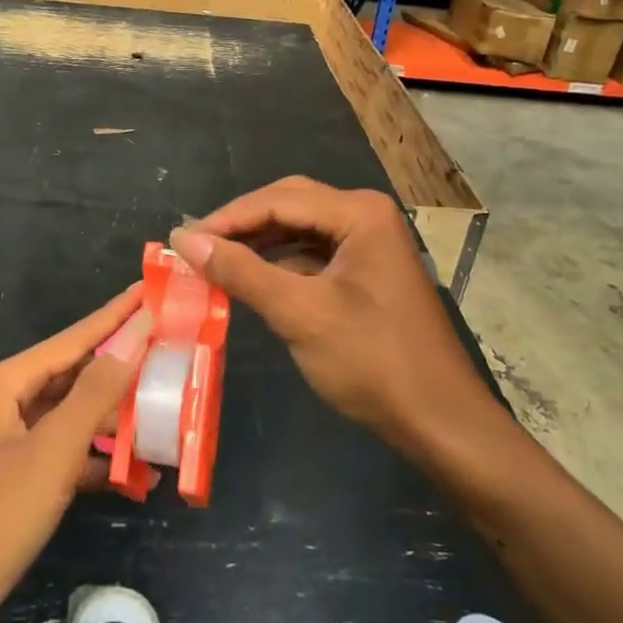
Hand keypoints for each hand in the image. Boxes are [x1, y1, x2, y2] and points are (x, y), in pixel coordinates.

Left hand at [0, 284, 151, 622]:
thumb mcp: (52, 451)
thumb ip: (96, 392)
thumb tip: (135, 336)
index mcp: (8, 382)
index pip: (76, 337)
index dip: (117, 314)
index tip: (152, 290)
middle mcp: (8, 403)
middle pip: (77, 374)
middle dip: (123, 366)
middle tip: (173, 353)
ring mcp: (12, 445)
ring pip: (75, 417)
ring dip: (117, 419)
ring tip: (168, 413)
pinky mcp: (18, 483)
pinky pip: (68, 456)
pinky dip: (100, 462)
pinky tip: (138, 474)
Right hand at [170, 178, 495, 450]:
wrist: (441, 422)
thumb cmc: (373, 362)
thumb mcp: (300, 314)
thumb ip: (241, 272)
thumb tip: (184, 240)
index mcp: (359, 213)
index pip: (278, 200)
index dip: (226, 219)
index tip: (181, 240)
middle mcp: (366, 215)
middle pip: (289, 204)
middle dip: (242, 225)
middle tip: (196, 247)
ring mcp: (370, 242)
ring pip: (299, 228)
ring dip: (258, 244)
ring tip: (214, 263)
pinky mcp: (367, 270)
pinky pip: (313, 253)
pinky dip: (280, 263)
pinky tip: (251, 280)